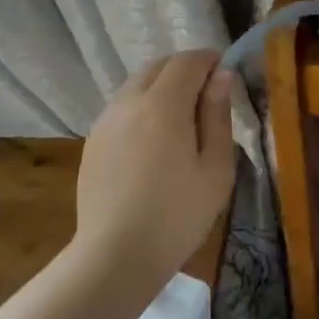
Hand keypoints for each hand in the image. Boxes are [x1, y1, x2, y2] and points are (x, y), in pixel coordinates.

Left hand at [74, 50, 236, 286]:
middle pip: (158, 66)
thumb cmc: (176, 215)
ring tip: (180, 121)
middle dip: (184, 70)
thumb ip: (218, 116)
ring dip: (160, 87)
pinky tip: (152, 143)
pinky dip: (141, 108)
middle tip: (206, 97)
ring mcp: (106, 121)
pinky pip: (121, 108)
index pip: (188, 61)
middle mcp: (129, 101)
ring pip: (136, 85)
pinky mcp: (92, 142)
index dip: (210, 61)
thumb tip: (220, 77)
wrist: (114, 258)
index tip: (225, 75)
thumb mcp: (215, 168)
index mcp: (163, 103)